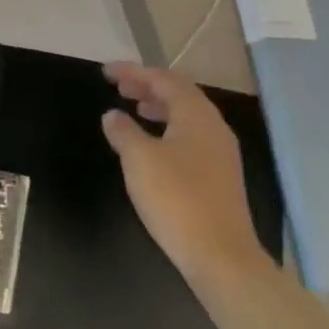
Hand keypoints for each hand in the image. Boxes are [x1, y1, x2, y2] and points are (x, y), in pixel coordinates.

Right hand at [101, 63, 264, 281]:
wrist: (221, 256)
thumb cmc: (176, 199)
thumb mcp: (139, 160)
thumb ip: (124, 131)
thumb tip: (113, 115)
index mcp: (196, 115)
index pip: (164, 79)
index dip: (133, 71)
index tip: (106, 71)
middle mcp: (214, 126)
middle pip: (180, 93)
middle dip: (148, 86)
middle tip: (119, 88)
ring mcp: (221, 152)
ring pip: (187, 115)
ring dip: (160, 107)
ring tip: (135, 109)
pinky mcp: (220, 175)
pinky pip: (191, 135)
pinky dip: (169, 128)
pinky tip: (154, 145)